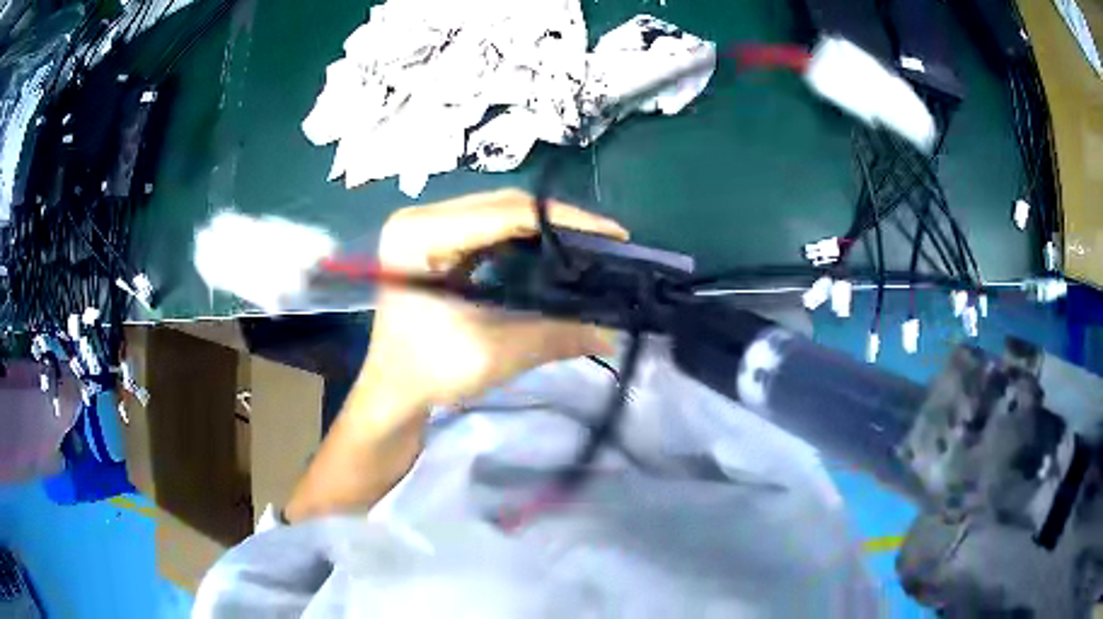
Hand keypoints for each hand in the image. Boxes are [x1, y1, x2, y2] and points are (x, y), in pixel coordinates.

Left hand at [359, 189, 627, 418]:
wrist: (392, 392)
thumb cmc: (429, 373)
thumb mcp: (495, 353)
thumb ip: (556, 334)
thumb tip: (612, 331)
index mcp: (421, 235)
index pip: (505, 213)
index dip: (565, 220)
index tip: (613, 232)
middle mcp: (420, 218)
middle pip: (502, 205)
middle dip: (558, 221)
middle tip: (605, 240)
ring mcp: (424, 227)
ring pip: (497, 213)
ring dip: (543, 227)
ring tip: (586, 244)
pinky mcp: (432, 241)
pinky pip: (486, 228)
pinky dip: (522, 238)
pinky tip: (550, 250)